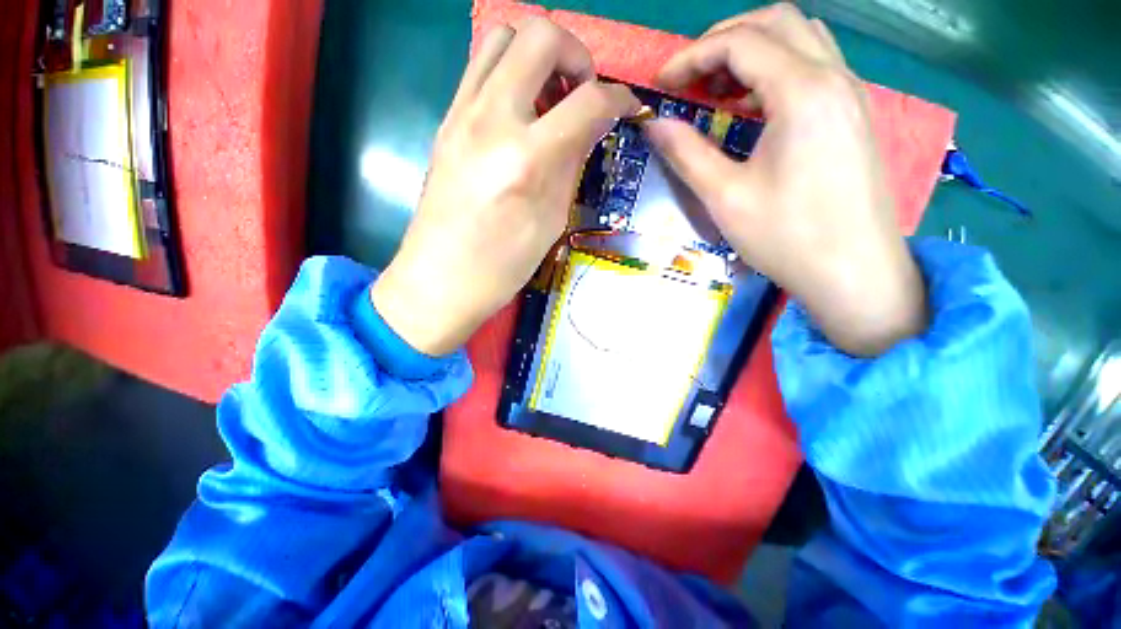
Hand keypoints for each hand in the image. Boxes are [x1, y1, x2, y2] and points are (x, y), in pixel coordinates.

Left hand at [372, 19, 639, 354]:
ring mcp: (461, 115)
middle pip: (540, 35)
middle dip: (575, 55)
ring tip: (549, 100)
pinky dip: (509, 74)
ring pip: (502, 37)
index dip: (619, 98)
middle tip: (582, 94)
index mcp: (527, 159)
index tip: (626, 108)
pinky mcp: (445, 121)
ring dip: (537, 56)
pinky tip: (519, 114)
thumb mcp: (550, 221)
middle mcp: (492, 121)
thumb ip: (572, 164)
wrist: (439, 280)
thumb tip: (591, 126)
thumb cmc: (502, 266)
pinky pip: (480, 69)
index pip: (589, 100)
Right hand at [644, 5, 925, 355]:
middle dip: (723, 40)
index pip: (740, 43)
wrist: (856, 273)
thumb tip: (653, 124)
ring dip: (753, 50)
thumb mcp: (725, 197)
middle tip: (688, 77)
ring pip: (800, 38)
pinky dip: (776, 70)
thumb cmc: (787, 238)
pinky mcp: (855, 114)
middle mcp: (833, 77)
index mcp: (802, 92)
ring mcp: (851, 93)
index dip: (691, 56)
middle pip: (776, 22)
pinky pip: (814, 67)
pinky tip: (753, 106)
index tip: (662, 83)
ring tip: (717, 89)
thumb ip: (686, 153)